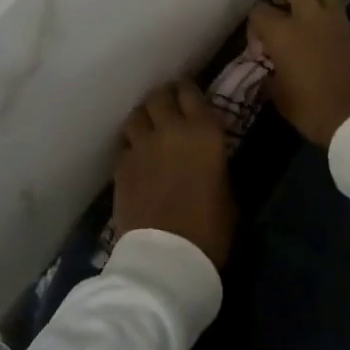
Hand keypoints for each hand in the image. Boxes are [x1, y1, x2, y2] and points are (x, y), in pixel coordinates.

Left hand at [112, 82, 235, 269]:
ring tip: (149, 127)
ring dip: (144, 117)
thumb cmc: (210, 230)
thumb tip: (211, 158)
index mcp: (204, 132)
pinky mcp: (121, 165)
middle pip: (160, 95)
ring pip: (137, 114)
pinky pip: (124, 143)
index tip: (189, 96)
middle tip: (169, 107)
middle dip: (164, 97)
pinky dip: (131, 145)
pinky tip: (136, 155)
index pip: (191, 92)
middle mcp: (171, 129)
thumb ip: (217, 164)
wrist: (167, 258)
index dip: (189, 91)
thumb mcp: (229, 193)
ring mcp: (142, 145)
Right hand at [248, 0, 349, 146]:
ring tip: (318, 28)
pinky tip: (343, 51)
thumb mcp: (281, 99)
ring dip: (319, 8)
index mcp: (284, 34)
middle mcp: (311, 18)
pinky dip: (342, 32)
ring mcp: (341, 23)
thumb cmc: (314, 112)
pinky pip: (349, 23)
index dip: (256, 23)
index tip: (260, 39)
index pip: (259, 10)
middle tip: (285, 7)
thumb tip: (272, 69)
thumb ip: (272, 76)